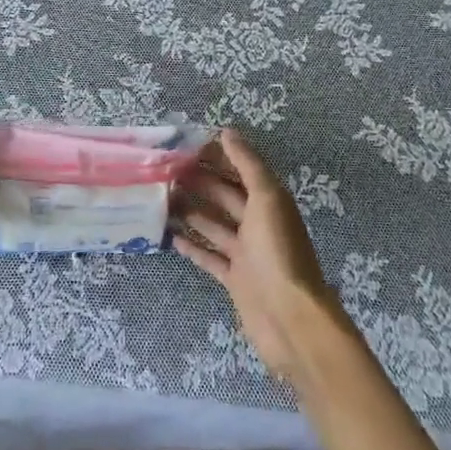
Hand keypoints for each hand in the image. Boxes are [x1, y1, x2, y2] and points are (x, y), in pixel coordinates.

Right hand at [175, 129, 341, 384]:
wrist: (291, 318)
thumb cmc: (278, 252)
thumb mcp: (267, 199)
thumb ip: (248, 165)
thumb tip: (228, 131)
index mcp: (269, 201)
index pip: (240, 170)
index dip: (217, 156)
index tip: (185, 145)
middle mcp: (258, 223)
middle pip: (224, 196)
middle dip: (198, 182)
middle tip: (163, 170)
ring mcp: (246, 253)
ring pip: (213, 224)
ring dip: (189, 211)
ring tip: (160, 198)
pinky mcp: (234, 278)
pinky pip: (209, 256)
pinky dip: (191, 246)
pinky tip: (169, 236)